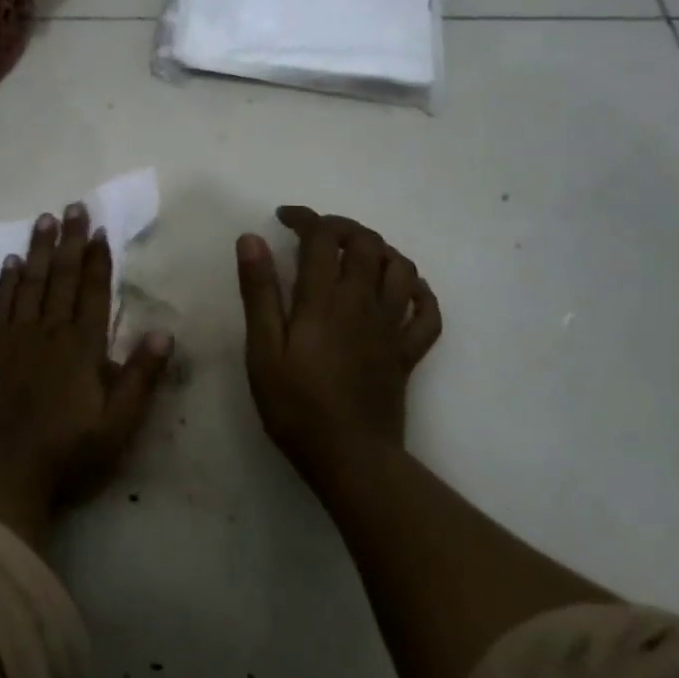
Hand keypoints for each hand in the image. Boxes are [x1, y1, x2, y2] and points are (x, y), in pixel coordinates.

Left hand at [0, 204, 172, 549]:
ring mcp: (14, 338)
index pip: (93, 292)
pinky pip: (0, 304)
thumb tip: (165, 332)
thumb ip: (141, 378)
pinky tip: (11, 262)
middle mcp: (48, 331)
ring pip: (30, 282)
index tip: (100, 229)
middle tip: (73, 206)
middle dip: (70, 240)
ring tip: (44, 219)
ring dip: (39, 249)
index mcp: (81, 347)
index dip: (97, 260)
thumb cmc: (64, 455)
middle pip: (61, 277)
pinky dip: (7, 281)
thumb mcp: (117, 426)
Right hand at [235, 207, 442, 486]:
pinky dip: (418, 291)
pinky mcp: (408, 352)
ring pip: (401, 268)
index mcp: (325, 300)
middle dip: (342, 226)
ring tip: (355, 255)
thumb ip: (259, 292)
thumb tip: (251, 239)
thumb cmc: (296, 406)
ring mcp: (391, 327)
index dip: (305, 218)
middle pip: (366, 243)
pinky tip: (402, 290)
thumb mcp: (262, 349)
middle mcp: (363, 303)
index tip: (284, 218)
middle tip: (316, 233)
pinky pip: (427, 312)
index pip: (322, 237)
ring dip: (379, 250)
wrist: (351, 459)